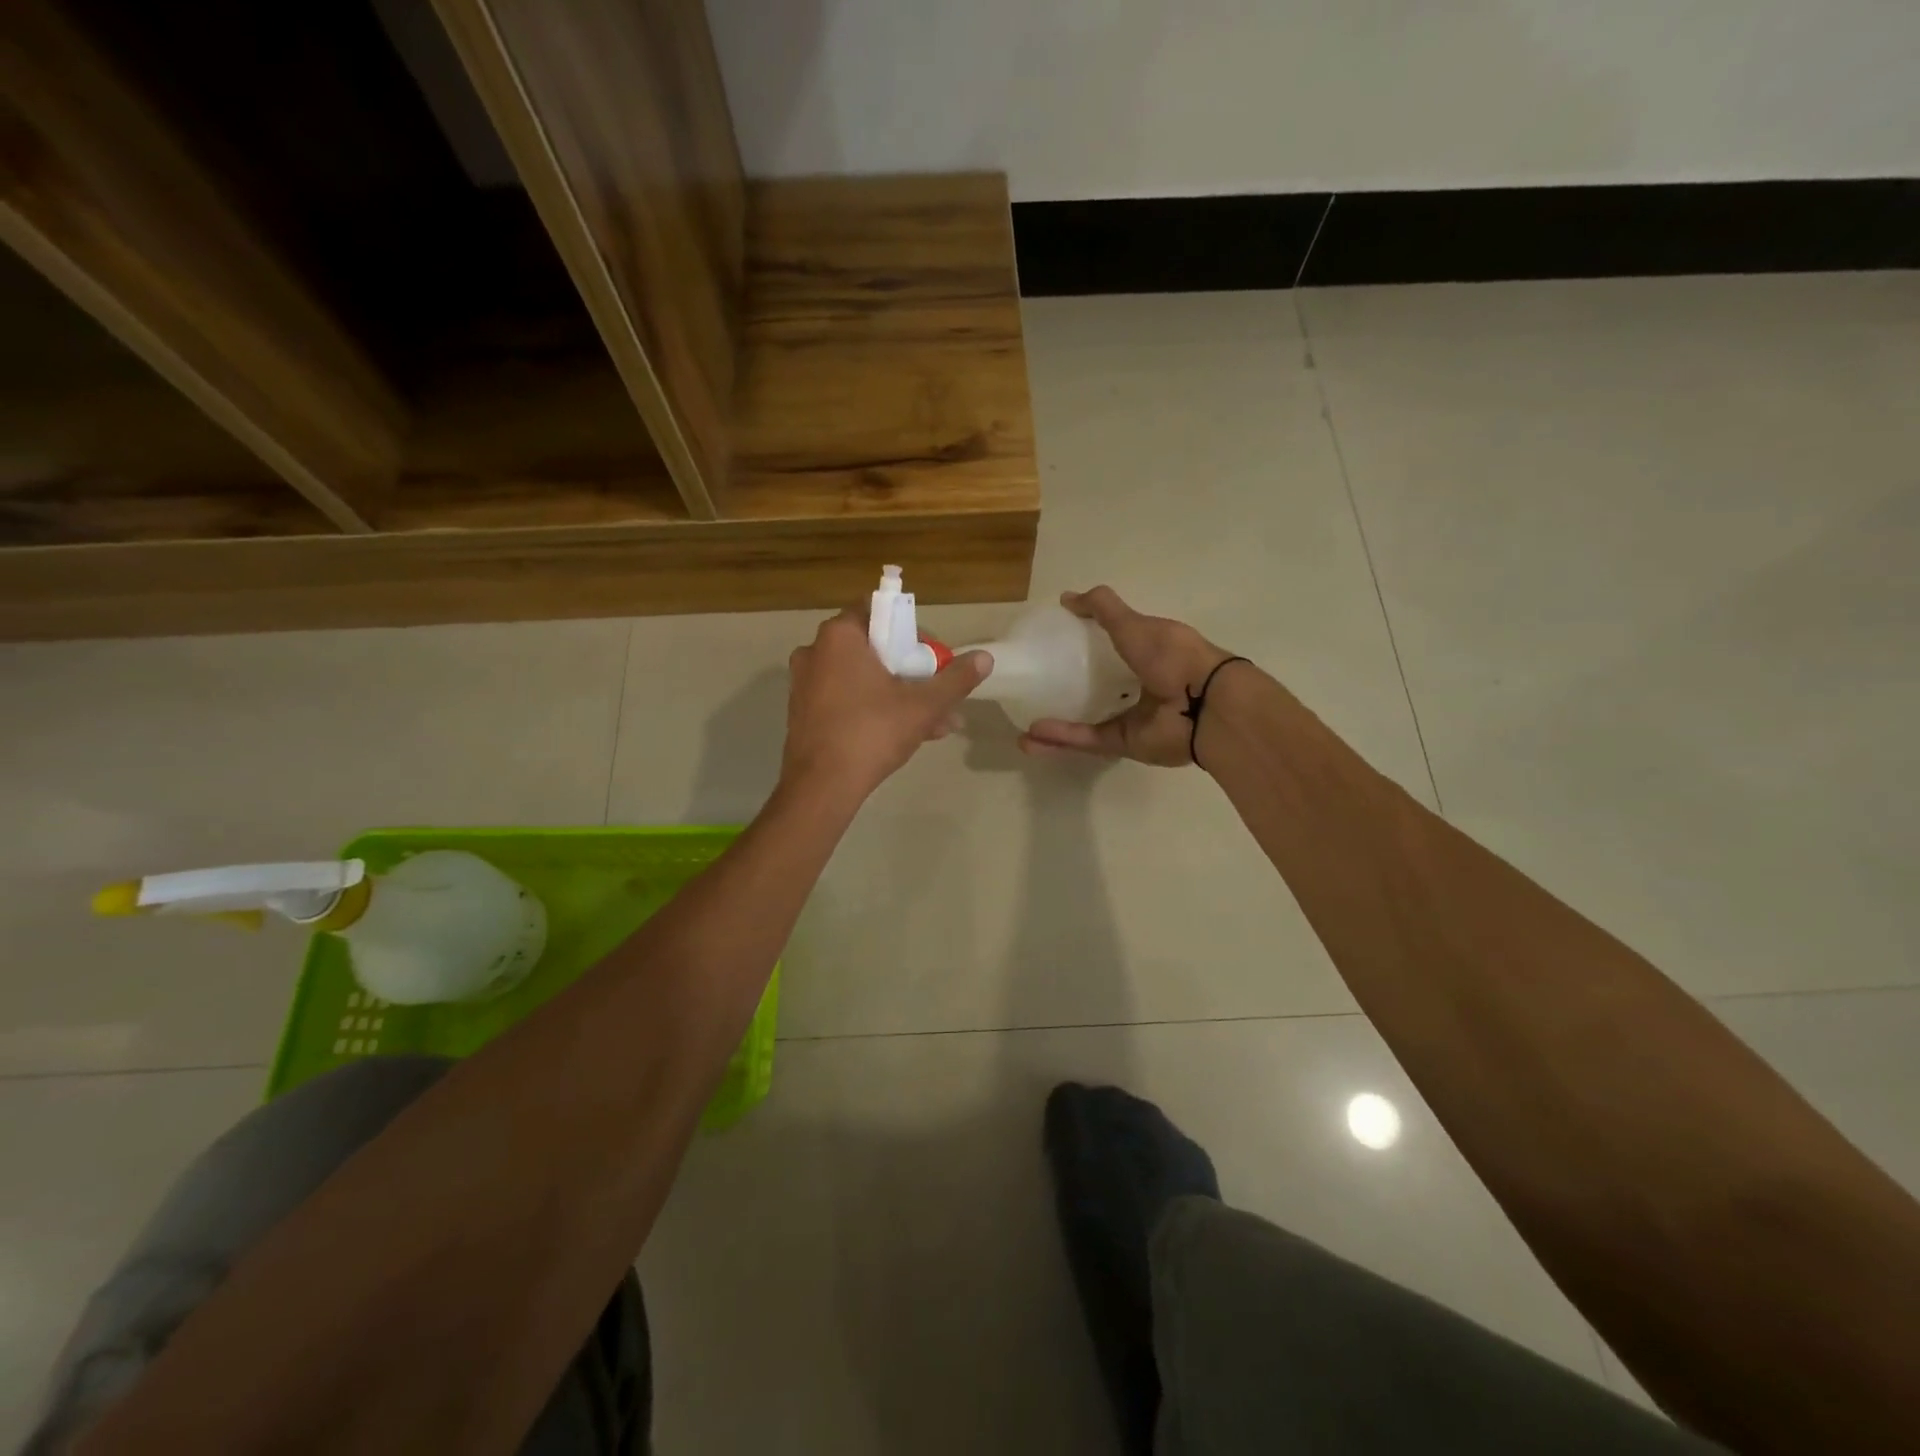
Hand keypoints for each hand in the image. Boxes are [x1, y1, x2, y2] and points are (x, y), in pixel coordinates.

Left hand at [783, 606, 991, 801]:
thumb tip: (985, 658)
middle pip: (874, 648)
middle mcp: (816, 650)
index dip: (912, 630)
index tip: (933, 656)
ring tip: (936, 722)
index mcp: (840, 636)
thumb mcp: (923, 705)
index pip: (880, 612)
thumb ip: (956, 679)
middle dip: (912, 670)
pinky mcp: (803, 711)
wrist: (821, 786)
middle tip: (938, 692)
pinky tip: (907, 734)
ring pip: (863, 678)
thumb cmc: (872, 733)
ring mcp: (805, 682)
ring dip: (899, 694)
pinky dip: (874, 707)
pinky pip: (846, 697)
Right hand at [1019, 587, 1233, 766]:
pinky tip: (1032, 736)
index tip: (1054, 642)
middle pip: (1097, 687)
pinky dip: (1062, 738)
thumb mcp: (1134, 623)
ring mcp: (1131, 716)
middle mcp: (1139, 684)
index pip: (1112, 647)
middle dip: (1066, 688)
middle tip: (1033, 684)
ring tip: (1023, 720)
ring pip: (1086, 719)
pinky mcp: (1123, 742)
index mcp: (1148, 652)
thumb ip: (1101, 609)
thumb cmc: (1172, 656)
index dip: (1086, 644)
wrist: (1204, 705)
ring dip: (1055, 722)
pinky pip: (1087, 740)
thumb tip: (1065, 598)